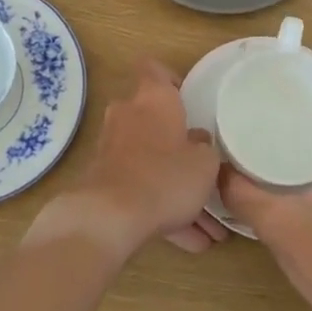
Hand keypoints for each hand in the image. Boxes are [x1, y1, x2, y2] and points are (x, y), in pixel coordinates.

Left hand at [35, 60, 225, 258]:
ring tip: (207, 227)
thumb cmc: (165, 176)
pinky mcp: (103, 179)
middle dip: (176, 143)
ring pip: (150, 161)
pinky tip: (188, 241)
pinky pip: (139, 189)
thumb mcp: (204, 164)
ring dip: (174, 187)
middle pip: (153, 120)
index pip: (154, 68)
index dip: (170, 78)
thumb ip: (205, 148)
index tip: (187, 97)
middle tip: (201, 163)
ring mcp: (112, 147)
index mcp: (154, 98)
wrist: (109, 216)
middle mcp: (128, 115)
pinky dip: (161, 209)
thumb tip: (198, 141)